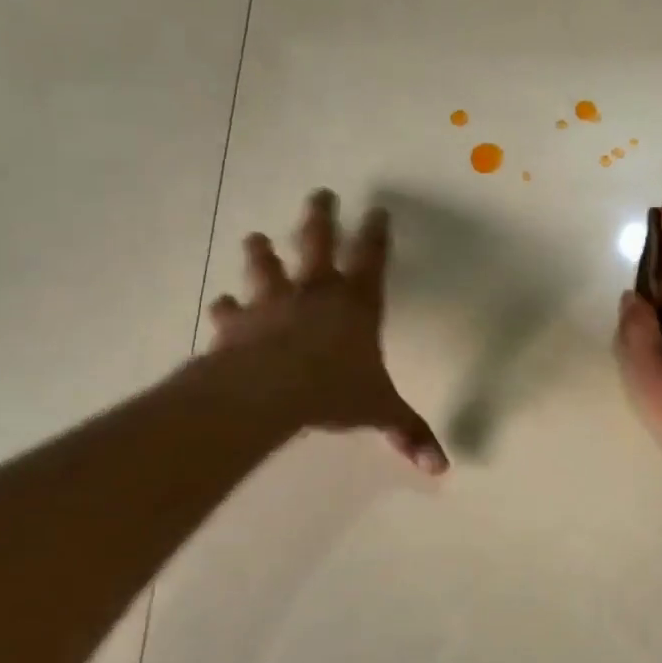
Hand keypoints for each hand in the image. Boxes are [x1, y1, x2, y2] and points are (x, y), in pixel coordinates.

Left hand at [206, 190, 446, 474]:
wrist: (269, 391)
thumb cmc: (334, 391)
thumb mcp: (380, 411)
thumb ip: (409, 433)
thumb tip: (442, 468)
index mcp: (357, 305)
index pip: (372, 259)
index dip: (376, 234)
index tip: (377, 210)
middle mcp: (315, 293)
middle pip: (319, 245)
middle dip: (321, 218)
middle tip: (321, 194)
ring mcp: (273, 304)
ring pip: (267, 268)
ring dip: (263, 252)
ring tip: (256, 237)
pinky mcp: (239, 324)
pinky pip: (230, 312)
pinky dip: (225, 308)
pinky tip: (219, 304)